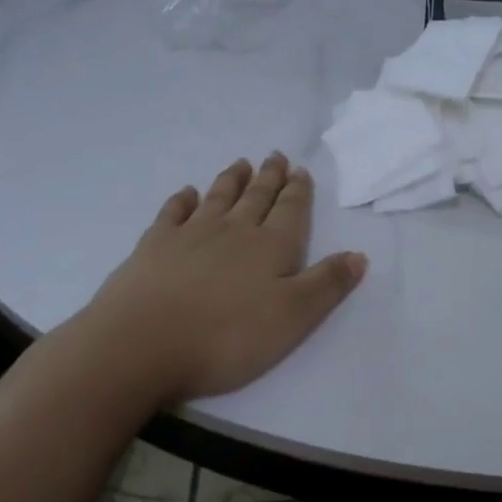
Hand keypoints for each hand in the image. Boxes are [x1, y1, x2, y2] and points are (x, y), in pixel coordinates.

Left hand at [73, 154, 366, 404]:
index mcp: (271, 246)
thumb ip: (327, 284)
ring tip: (241, 163)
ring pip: (218, 198)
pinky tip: (186, 193)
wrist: (141, 345)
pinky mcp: (153, 247)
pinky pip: (172, 213)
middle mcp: (234, 230)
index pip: (290, 210)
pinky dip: (182, 200)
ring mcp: (190, 235)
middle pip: (256, 197)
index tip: (300, 170)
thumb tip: (359, 254)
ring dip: (232, 180)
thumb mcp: (293, 317)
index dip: (298, 190)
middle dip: (269, 177)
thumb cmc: (227, 336)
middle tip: (275, 156)